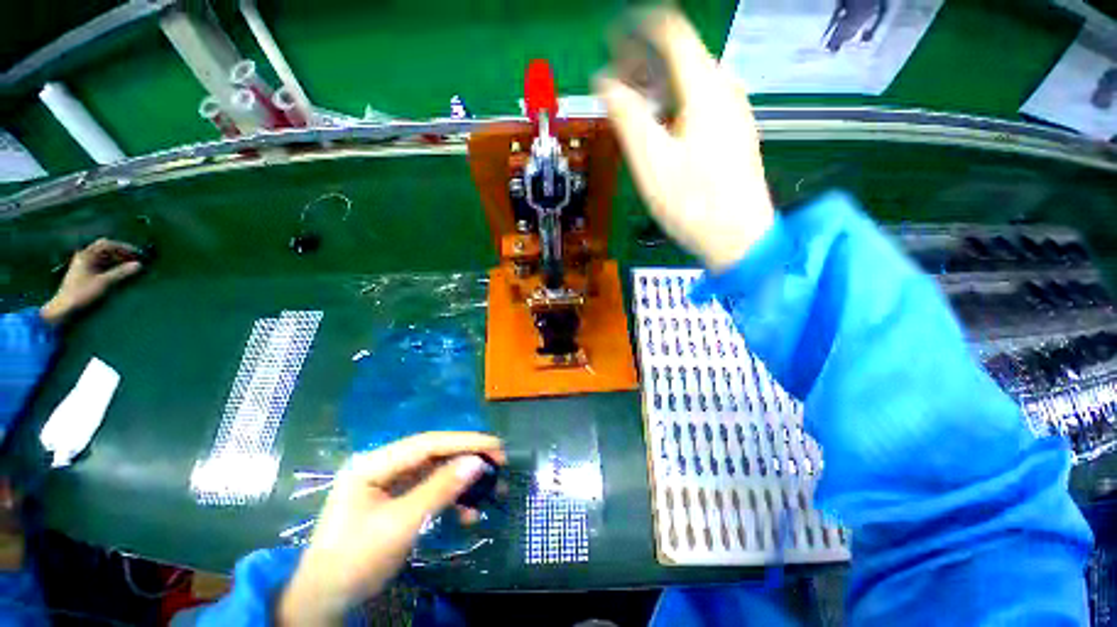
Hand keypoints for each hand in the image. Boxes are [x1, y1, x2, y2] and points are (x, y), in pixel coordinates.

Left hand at [40, 239, 143, 325]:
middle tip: (135, 259)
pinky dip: (111, 265)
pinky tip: (118, 271)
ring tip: (129, 266)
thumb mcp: (103, 283)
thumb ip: (121, 273)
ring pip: (103, 256)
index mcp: (87, 255)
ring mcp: (83, 264)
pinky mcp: (84, 272)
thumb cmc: (82, 293)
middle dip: (121, 253)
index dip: (124, 247)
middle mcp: (84, 256)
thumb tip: (139, 265)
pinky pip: (100, 264)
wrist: (64, 307)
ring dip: (117, 259)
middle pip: (105, 249)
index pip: (107, 244)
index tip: (137, 253)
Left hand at [279, 432, 503, 624]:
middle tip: (499, 462)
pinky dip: (450, 501)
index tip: (494, 444)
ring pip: (435, 474)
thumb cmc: (355, 559)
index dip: (463, 441)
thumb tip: (478, 463)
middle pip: (434, 455)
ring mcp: (391, 485)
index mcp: (375, 464)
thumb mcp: (400, 524)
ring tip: (492, 488)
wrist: (326, 601)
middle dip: (467, 458)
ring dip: (463, 482)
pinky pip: (430, 493)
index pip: (428, 443)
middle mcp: (384, 467)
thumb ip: (440, 490)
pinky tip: (468, 514)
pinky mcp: (398, 503)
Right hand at [596, 10, 774, 270]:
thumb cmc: (692, 202)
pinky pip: (700, 102)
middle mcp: (724, 90)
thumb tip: (604, 82)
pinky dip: (674, 103)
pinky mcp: (733, 134)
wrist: (738, 237)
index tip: (613, 34)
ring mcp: (733, 112)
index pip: (672, 32)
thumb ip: (627, 115)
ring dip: (658, 83)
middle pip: (682, 56)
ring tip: (631, 100)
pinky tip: (660, 123)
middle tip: (615, 76)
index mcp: (704, 88)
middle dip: (644, 60)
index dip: (639, 27)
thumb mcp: (651, 161)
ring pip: (690, 81)